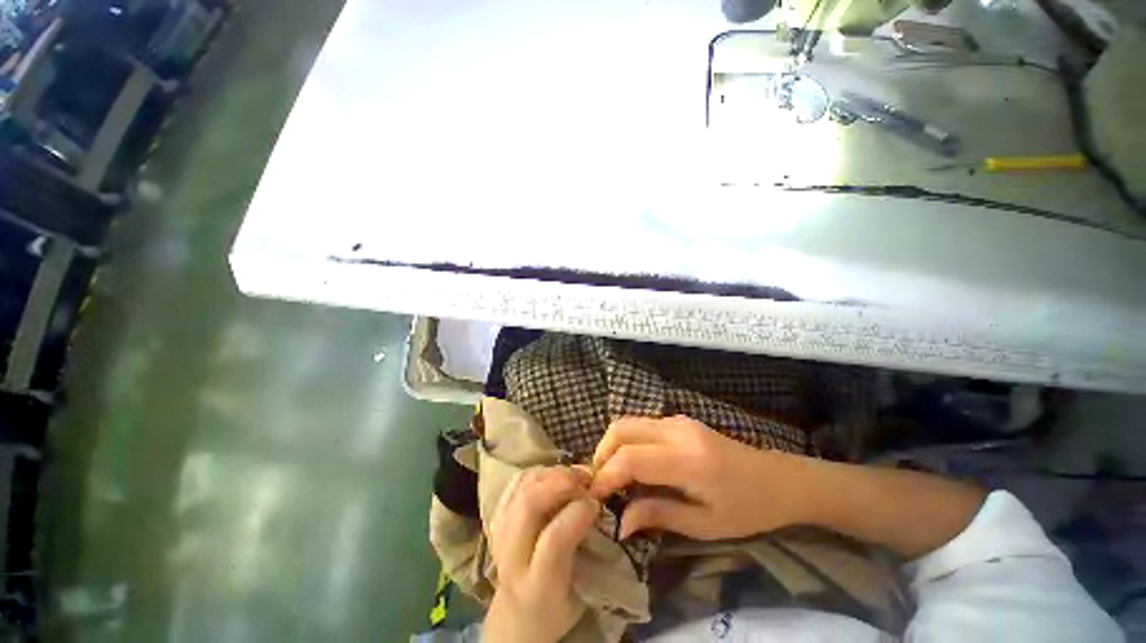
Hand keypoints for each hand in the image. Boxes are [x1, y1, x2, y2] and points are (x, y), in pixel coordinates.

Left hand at [484, 466, 600, 642]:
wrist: (516, 614)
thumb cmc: (557, 605)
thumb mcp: (580, 591)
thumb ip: (586, 549)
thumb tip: (594, 502)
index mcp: (536, 588)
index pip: (553, 540)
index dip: (577, 513)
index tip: (596, 503)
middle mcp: (510, 558)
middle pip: (529, 504)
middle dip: (561, 482)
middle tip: (585, 479)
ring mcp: (498, 532)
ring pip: (522, 486)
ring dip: (552, 473)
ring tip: (574, 476)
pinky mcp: (495, 516)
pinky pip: (517, 481)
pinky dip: (538, 472)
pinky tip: (555, 477)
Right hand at [590, 416, 807, 539]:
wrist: (780, 479)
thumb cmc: (748, 509)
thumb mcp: (705, 524)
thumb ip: (659, 516)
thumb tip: (620, 523)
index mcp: (687, 460)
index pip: (630, 458)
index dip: (606, 476)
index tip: (594, 497)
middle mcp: (677, 431)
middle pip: (621, 429)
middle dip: (601, 454)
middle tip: (599, 484)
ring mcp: (678, 421)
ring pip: (628, 422)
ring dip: (612, 445)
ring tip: (612, 475)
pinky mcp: (679, 420)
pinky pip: (642, 424)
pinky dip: (627, 440)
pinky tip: (632, 463)